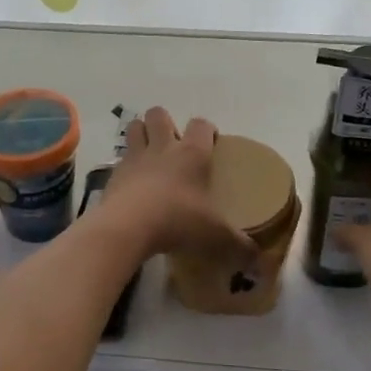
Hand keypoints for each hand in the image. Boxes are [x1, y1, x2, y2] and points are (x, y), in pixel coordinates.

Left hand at [101, 108, 256, 269]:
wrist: (127, 227)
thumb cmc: (177, 221)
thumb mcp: (215, 236)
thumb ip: (238, 245)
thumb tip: (256, 256)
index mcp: (192, 154)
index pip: (201, 125)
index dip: (206, 129)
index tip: (210, 143)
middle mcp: (162, 148)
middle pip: (159, 114)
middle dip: (164, 123)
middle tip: (173, 145)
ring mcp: (134, 158)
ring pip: (134, 127)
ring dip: (141, 134)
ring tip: (149, 154)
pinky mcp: (114, 174)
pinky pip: (119, 159)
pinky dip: (126, 166)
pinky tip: (133, 184)